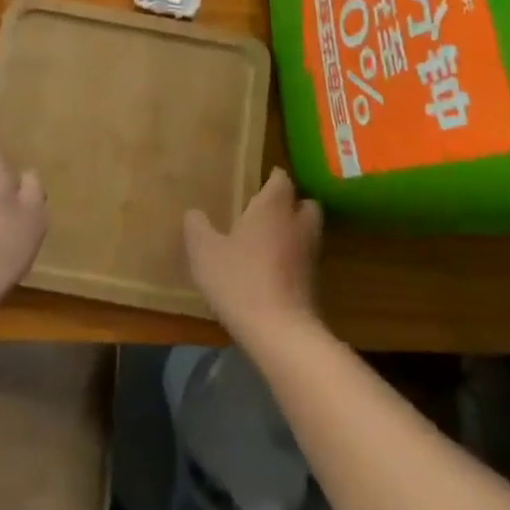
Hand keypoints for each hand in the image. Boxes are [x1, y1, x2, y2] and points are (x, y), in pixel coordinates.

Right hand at [184, 168, 322, 339]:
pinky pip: (304, 258)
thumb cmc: (240, 280)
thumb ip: (197, 227)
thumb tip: (194, 213)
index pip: (281, 179)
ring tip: (267, 239)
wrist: (280, 332)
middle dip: (290, 202)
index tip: (260, 179)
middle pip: (305, 202)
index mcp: (273, 207)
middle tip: (266, 209)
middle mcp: (297, 224)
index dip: (272, 177)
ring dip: (293, 231)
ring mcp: (310, 255)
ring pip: (307, 231)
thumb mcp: (204, 251)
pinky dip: (293, 258)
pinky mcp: (315, 283)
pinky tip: (271, 268)